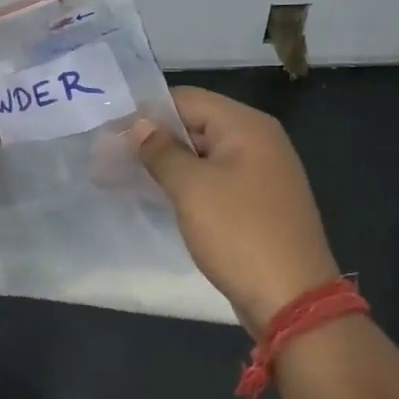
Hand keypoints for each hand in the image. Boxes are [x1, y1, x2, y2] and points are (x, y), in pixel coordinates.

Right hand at [133, 88, 339, 337]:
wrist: (292, 299)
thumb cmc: (239, 232)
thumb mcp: (192, 188)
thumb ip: (161, 151)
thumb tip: (141, 125)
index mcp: (246, 126)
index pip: (187, 100)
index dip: (145, 112)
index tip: (109, 131)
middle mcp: (258, 142)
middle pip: (195, 125)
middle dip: (151, 140)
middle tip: (106, 157)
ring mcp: (260, 174)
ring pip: (202, 156)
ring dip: (164, 164)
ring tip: (119, 176)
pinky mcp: (256, 204)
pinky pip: (213, 182)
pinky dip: (184, 185)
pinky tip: (154, 196)